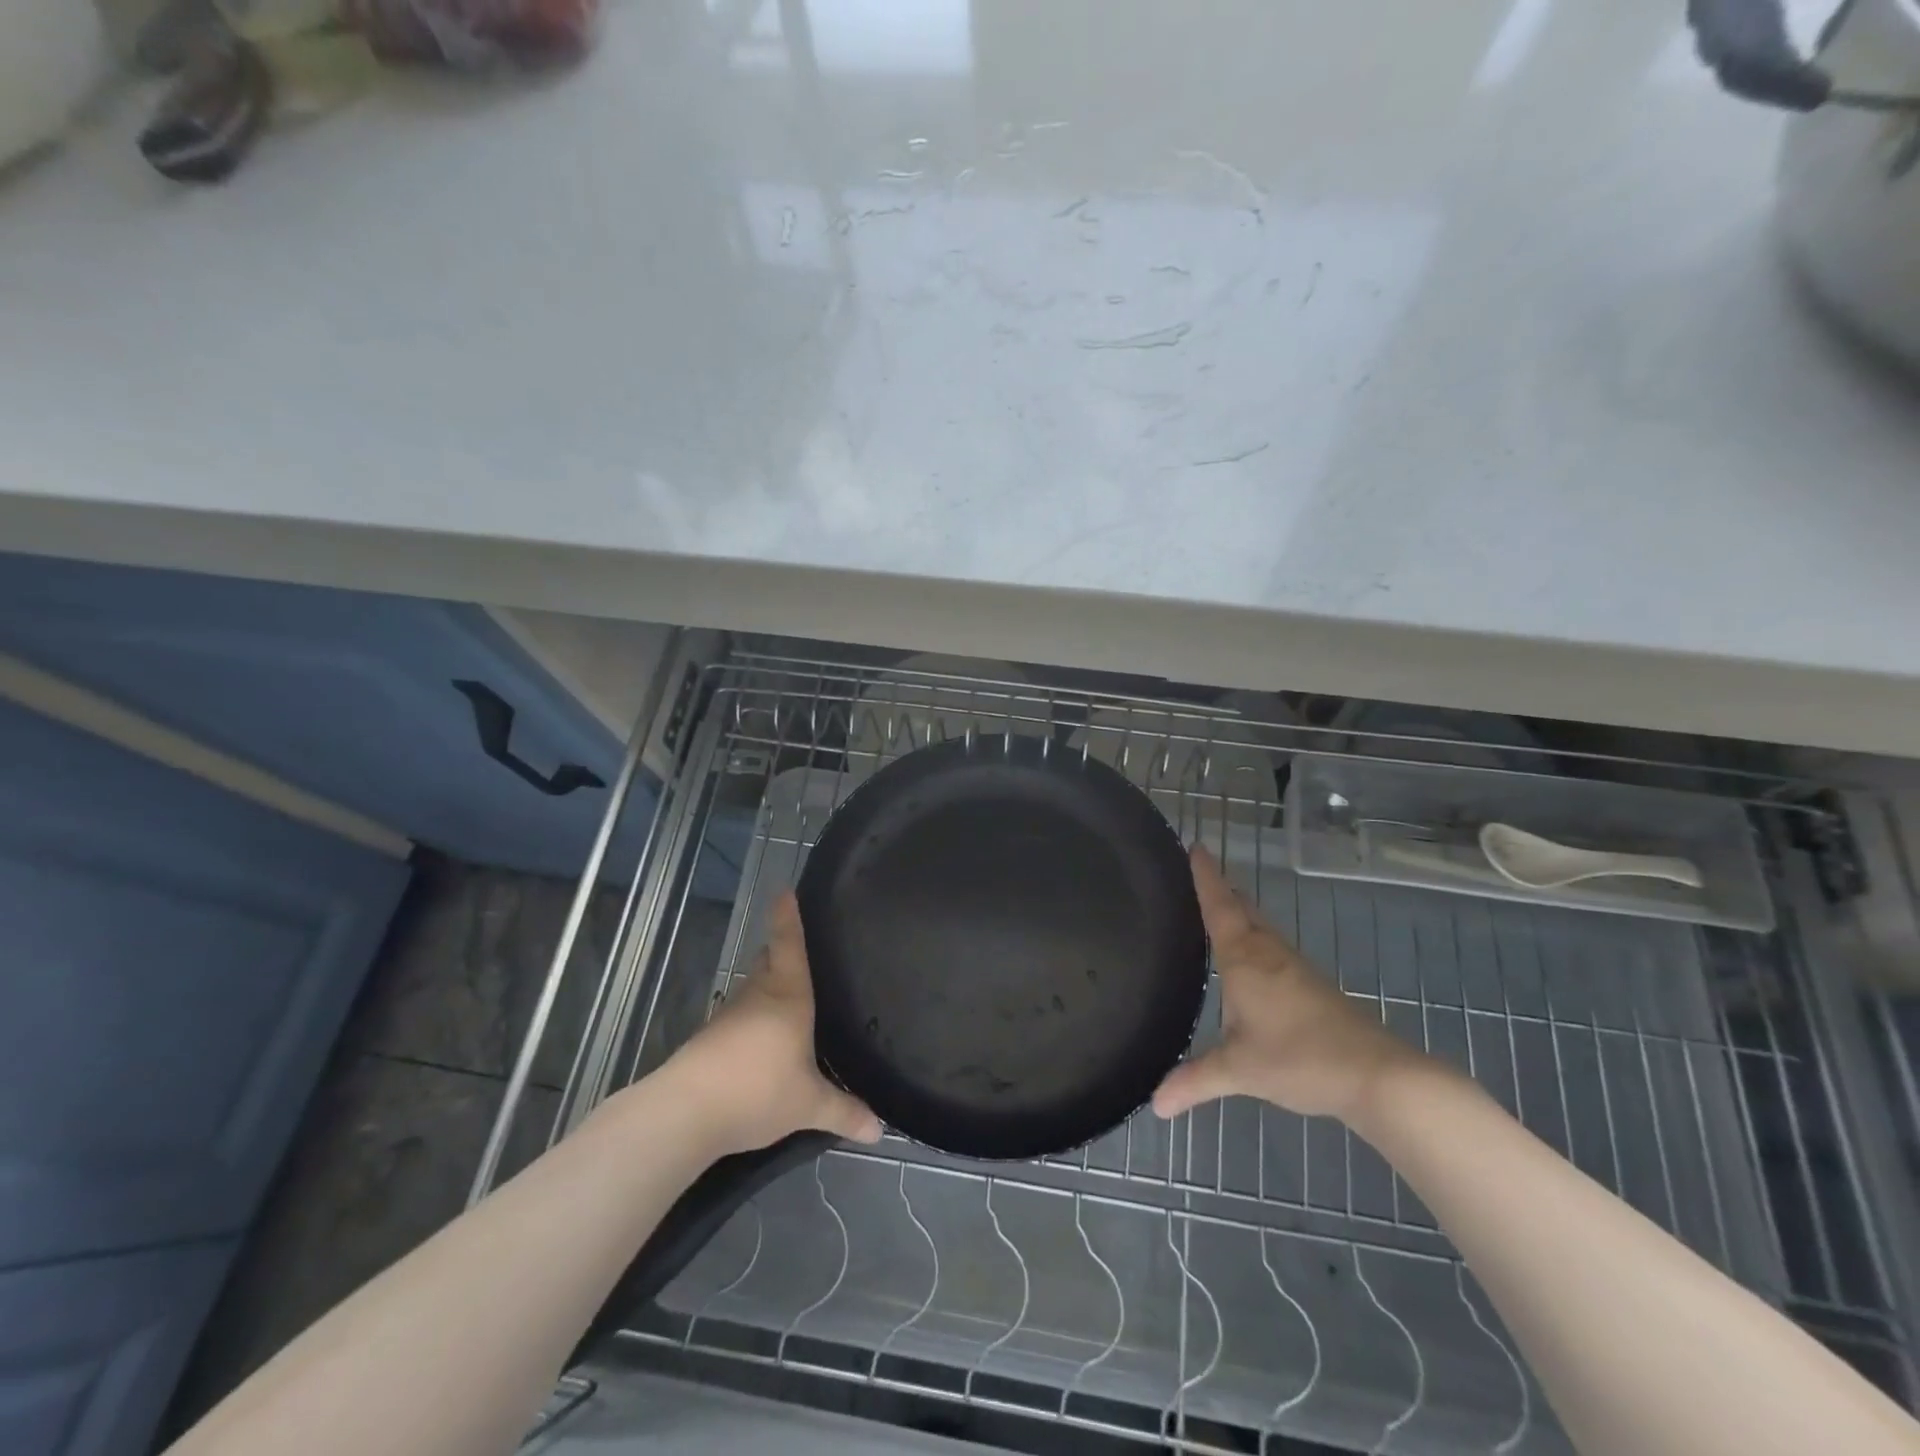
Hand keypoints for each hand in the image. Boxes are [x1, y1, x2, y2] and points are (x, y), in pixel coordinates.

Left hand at [665, 892, 882, 1156]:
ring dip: (767, 988)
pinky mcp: (709, 1039)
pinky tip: (762, 1042)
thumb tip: (880, 1131)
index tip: (784, 890)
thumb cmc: (757, 1090)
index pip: (789, 944)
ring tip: (789, 1000)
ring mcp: (729, 1016)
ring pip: (753, 989)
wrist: (684, 1113)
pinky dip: (752, 1019)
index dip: (788, 917)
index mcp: (787, 996)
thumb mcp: (808, 1105)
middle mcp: (757, 995)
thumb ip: (844, 1113)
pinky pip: (739, 1018)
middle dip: (781, 951)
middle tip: (802, 950)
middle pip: (768, 961)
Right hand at [1152, 846, 1432, 1123]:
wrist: (1378, 1076)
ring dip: (1240, 911)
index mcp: (1244, 958)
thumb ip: (1194, 1081)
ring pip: (1261, 926)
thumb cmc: (1300, 1059)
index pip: (1218, 906)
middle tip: (1199, 871)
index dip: (1205, 876)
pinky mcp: (1312, 986)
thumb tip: (1154, 1104)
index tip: (1195, 845)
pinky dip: (1255, 937)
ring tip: (1219, 906)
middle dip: (1221, 888)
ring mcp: (1295, 968)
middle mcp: (1269, 953)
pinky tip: (1251, 958)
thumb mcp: (1239, 1071)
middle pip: (1242, 908)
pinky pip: (1273, 947)